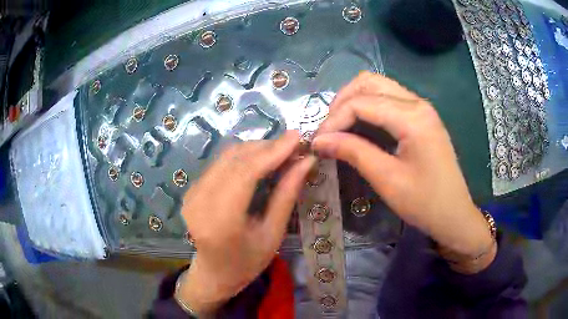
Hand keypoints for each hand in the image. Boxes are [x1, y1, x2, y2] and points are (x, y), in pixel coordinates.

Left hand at [177, 131, 314, 314]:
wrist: (214, 273)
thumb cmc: (247, 262)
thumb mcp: (273, 234)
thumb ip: (287, 195)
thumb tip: (306, 161)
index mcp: (221, 221)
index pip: (246, 173)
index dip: (273, 151)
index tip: (297, 137)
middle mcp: (200, 202)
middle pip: (234, 159)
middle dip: (266, 147)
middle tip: (293, 145)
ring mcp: (192, 194)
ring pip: (226, 156)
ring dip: (255, 149)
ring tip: (281, 151)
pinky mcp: (191, 189)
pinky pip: (220, 163)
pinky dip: (243, 157)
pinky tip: (260, 161)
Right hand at [313, 72, 493, 259]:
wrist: (454, 214)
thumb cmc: (425, 202)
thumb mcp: (387, 179)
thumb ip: (353, 152)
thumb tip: (319, 140)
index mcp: (412, 117)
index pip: (361, 103)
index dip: (334, 120)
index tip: (317, 142)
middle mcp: (417, 102)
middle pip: (369, 83)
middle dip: (342, 102)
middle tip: (328, 130)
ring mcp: (421, 107)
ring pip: (378, 86)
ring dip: (354, 100)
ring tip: (339, 126)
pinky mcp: (421, 116)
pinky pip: (389, 98)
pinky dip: (368, 105)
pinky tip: (359, 124)